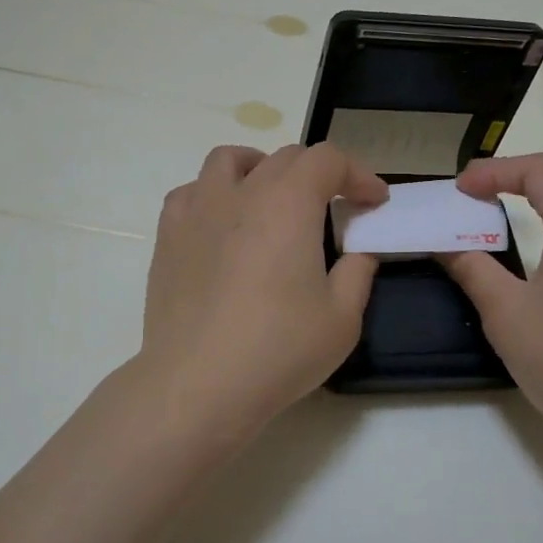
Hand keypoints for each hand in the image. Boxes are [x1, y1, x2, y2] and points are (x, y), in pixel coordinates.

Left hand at [134, 143, 387, 447]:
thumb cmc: (278, 350)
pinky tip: (223, 224)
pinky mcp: (168, 235)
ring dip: (261, 169)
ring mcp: (198, 210)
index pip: (328, 160)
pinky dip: (215, 194)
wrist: (198, 385)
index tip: (373, 202)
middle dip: (319, 174)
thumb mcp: (342, 318)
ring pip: (229, 160)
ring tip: (273, 199)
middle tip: (334, 208)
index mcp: (288, 203)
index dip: (358, 174)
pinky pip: (192, 191)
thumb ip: (358, 272)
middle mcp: (242, 192)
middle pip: (285, 157)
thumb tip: (358, 251)